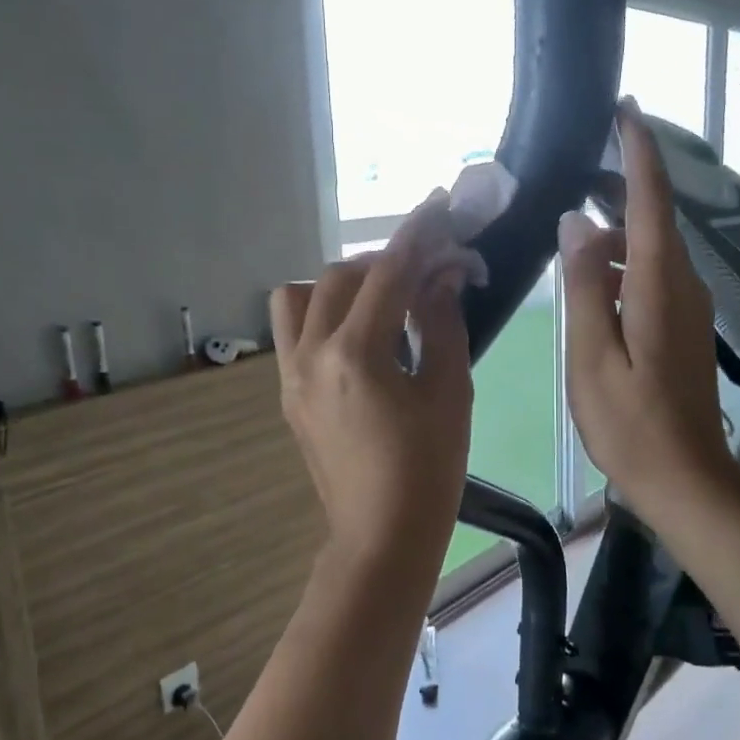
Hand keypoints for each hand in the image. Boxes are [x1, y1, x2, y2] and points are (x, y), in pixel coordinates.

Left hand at [271, 192, 474, 569]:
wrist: (381, 535)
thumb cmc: (429, 470)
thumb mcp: (450, 393)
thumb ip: (443, 324)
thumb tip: (443, 277)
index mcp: (356, 354)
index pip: (388, 274)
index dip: (418, 234)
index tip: (440, 204)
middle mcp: (311, 354)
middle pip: (340, 277)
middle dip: (386, 260)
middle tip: (428, 267)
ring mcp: (292, 375)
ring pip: (300, 297)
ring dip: (342, 284)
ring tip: (382, 299)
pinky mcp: (289, 394)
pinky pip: (294, 332)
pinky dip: (324, 314)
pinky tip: (361, 334)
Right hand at [559, 101, 733, 524]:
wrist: (687, 479)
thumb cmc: (631, 425)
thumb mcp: (592, 358)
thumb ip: (584, 287)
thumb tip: (577, 222)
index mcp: (659, 286)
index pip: (652, 201)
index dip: (639, 152)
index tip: (625, 110)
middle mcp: (683, 286)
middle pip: (655, 219)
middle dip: (622, 186)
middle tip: (577, 170)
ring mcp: (688, 309)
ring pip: (653, 248)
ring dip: (618, 229)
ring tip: (574, 229)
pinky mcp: (683, 328)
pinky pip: (653, 276)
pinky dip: (624, 262)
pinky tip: (593, 280)